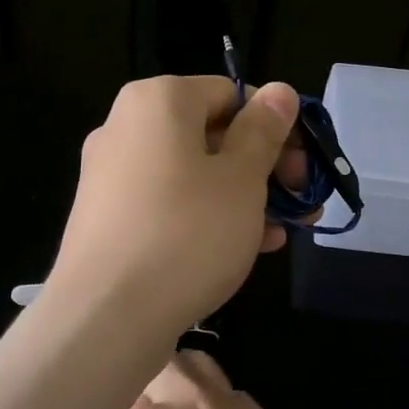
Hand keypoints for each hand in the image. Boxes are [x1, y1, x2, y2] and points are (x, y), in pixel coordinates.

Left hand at [48, 75, 304, 334]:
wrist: (106, 318)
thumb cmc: (187, 233)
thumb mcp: (242, 178)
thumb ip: (263, 130)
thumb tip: (279, 91)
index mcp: (158, 101)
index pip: (231, 94)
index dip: (275, 127)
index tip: (302, 168)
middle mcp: (126, 127)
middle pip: (212, 134)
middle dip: (263, 168)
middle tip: (300, 203)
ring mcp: (111, 175)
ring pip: (194, 174)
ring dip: (243, 197)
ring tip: (279, 233)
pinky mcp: (108, 218)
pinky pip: (169, 203)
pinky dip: (207, 217)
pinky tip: (244, 249)